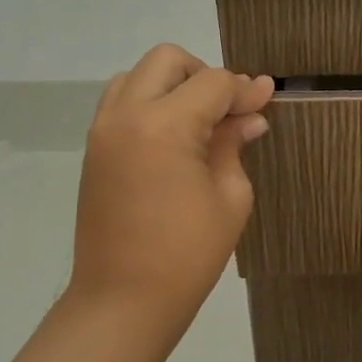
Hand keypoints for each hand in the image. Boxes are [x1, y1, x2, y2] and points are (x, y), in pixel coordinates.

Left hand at [66, 44, 273, 338]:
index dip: (245, 89)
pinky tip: (175, 138)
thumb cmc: (187, 254)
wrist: (123, 300)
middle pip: (168, 61)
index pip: (213, 83)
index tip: (267, 100)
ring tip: (199, 122)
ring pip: (138, 75)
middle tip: (229, 110)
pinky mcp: (94, 149)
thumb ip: (233, 145)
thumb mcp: (229, 197)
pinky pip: (121, 102)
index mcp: (164, 126)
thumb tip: (249, 117)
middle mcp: (126, 115)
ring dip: (173, 85)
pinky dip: (150, 103)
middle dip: (205, 75)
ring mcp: (103, 130)